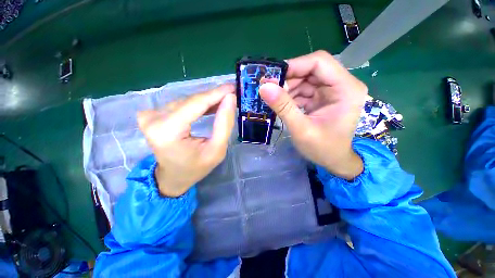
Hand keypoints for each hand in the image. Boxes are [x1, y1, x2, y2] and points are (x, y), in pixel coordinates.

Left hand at [137, 85, 235, 196]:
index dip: (216, 94)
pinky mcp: (151, 115)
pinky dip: (196, 105)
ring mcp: (149, 116)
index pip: (195, 104)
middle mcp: (153, 120)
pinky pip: (180, 104)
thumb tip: (230, 99)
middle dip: (213, 97)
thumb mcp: (216, 150)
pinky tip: (209, 107)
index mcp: (167, 132)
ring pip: (186, 101)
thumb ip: (224, 124)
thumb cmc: (196, 168)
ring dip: (206, 101)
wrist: (172, 177)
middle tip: (232, 95)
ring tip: (223, 102)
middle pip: (190, 101)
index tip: (233, 87)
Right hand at [260, 51, 367, 178]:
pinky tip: (282, 105)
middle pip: (311, 69)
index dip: (295, 65)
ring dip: (288, 88)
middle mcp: (341, 85)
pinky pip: (304, 90)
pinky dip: (291, 96)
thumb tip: (264, 86)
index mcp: (346, 89)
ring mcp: (332, 91)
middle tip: (269, 89)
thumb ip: (283, 107)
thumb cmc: (323, 149)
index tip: (272, 76)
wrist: (334, 161)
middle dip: (289, 79)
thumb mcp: (301, 129)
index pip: (319, 62)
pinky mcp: (322, 98)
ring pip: (305, 79)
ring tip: (274, 100)